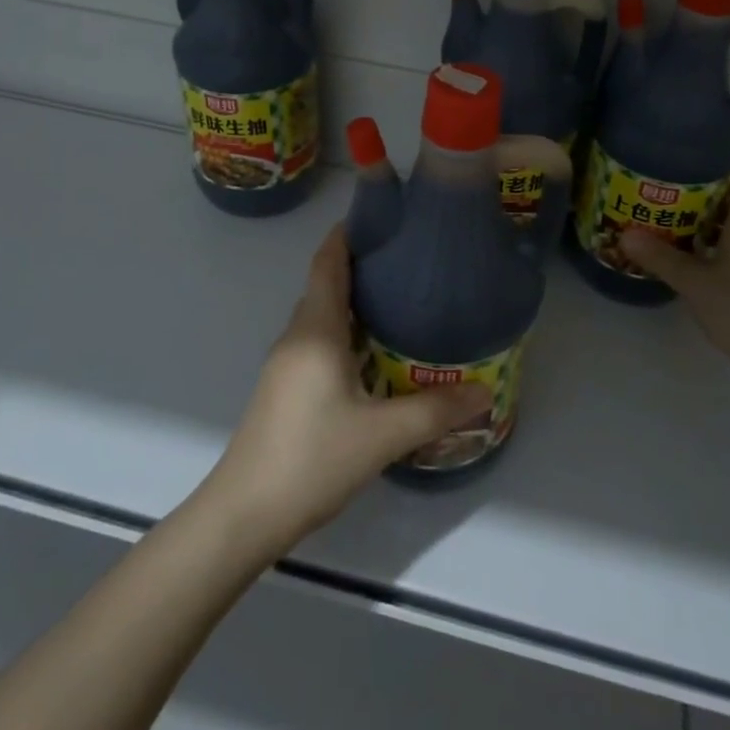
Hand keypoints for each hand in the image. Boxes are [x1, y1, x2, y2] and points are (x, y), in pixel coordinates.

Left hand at [204, 227, 490, 556]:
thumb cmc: (312, 459)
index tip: (381, 216)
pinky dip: (345, 332)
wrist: (244, 514)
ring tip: (400, 299)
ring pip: (321, 316)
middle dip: (360, 266)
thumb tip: (484, 392)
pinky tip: (374, 353)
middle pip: (325, 285)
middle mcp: (296, 338)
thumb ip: (435, 411)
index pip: (328, 263)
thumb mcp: (382, 435)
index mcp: (315, 332)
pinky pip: (318, 341)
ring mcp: (285, 364)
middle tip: (408, 260)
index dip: (348, 235)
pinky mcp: (284, 388)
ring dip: (353, 302)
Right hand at [621, 171, 729, 389]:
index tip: (694, 161)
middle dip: (704, 197)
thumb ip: (660, 257)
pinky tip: (684, 259)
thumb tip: (625, 234)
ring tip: (667, 221)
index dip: (725, 169)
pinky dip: (709, 251)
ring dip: (704, 226)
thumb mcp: (693, 280)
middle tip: (666, 191)